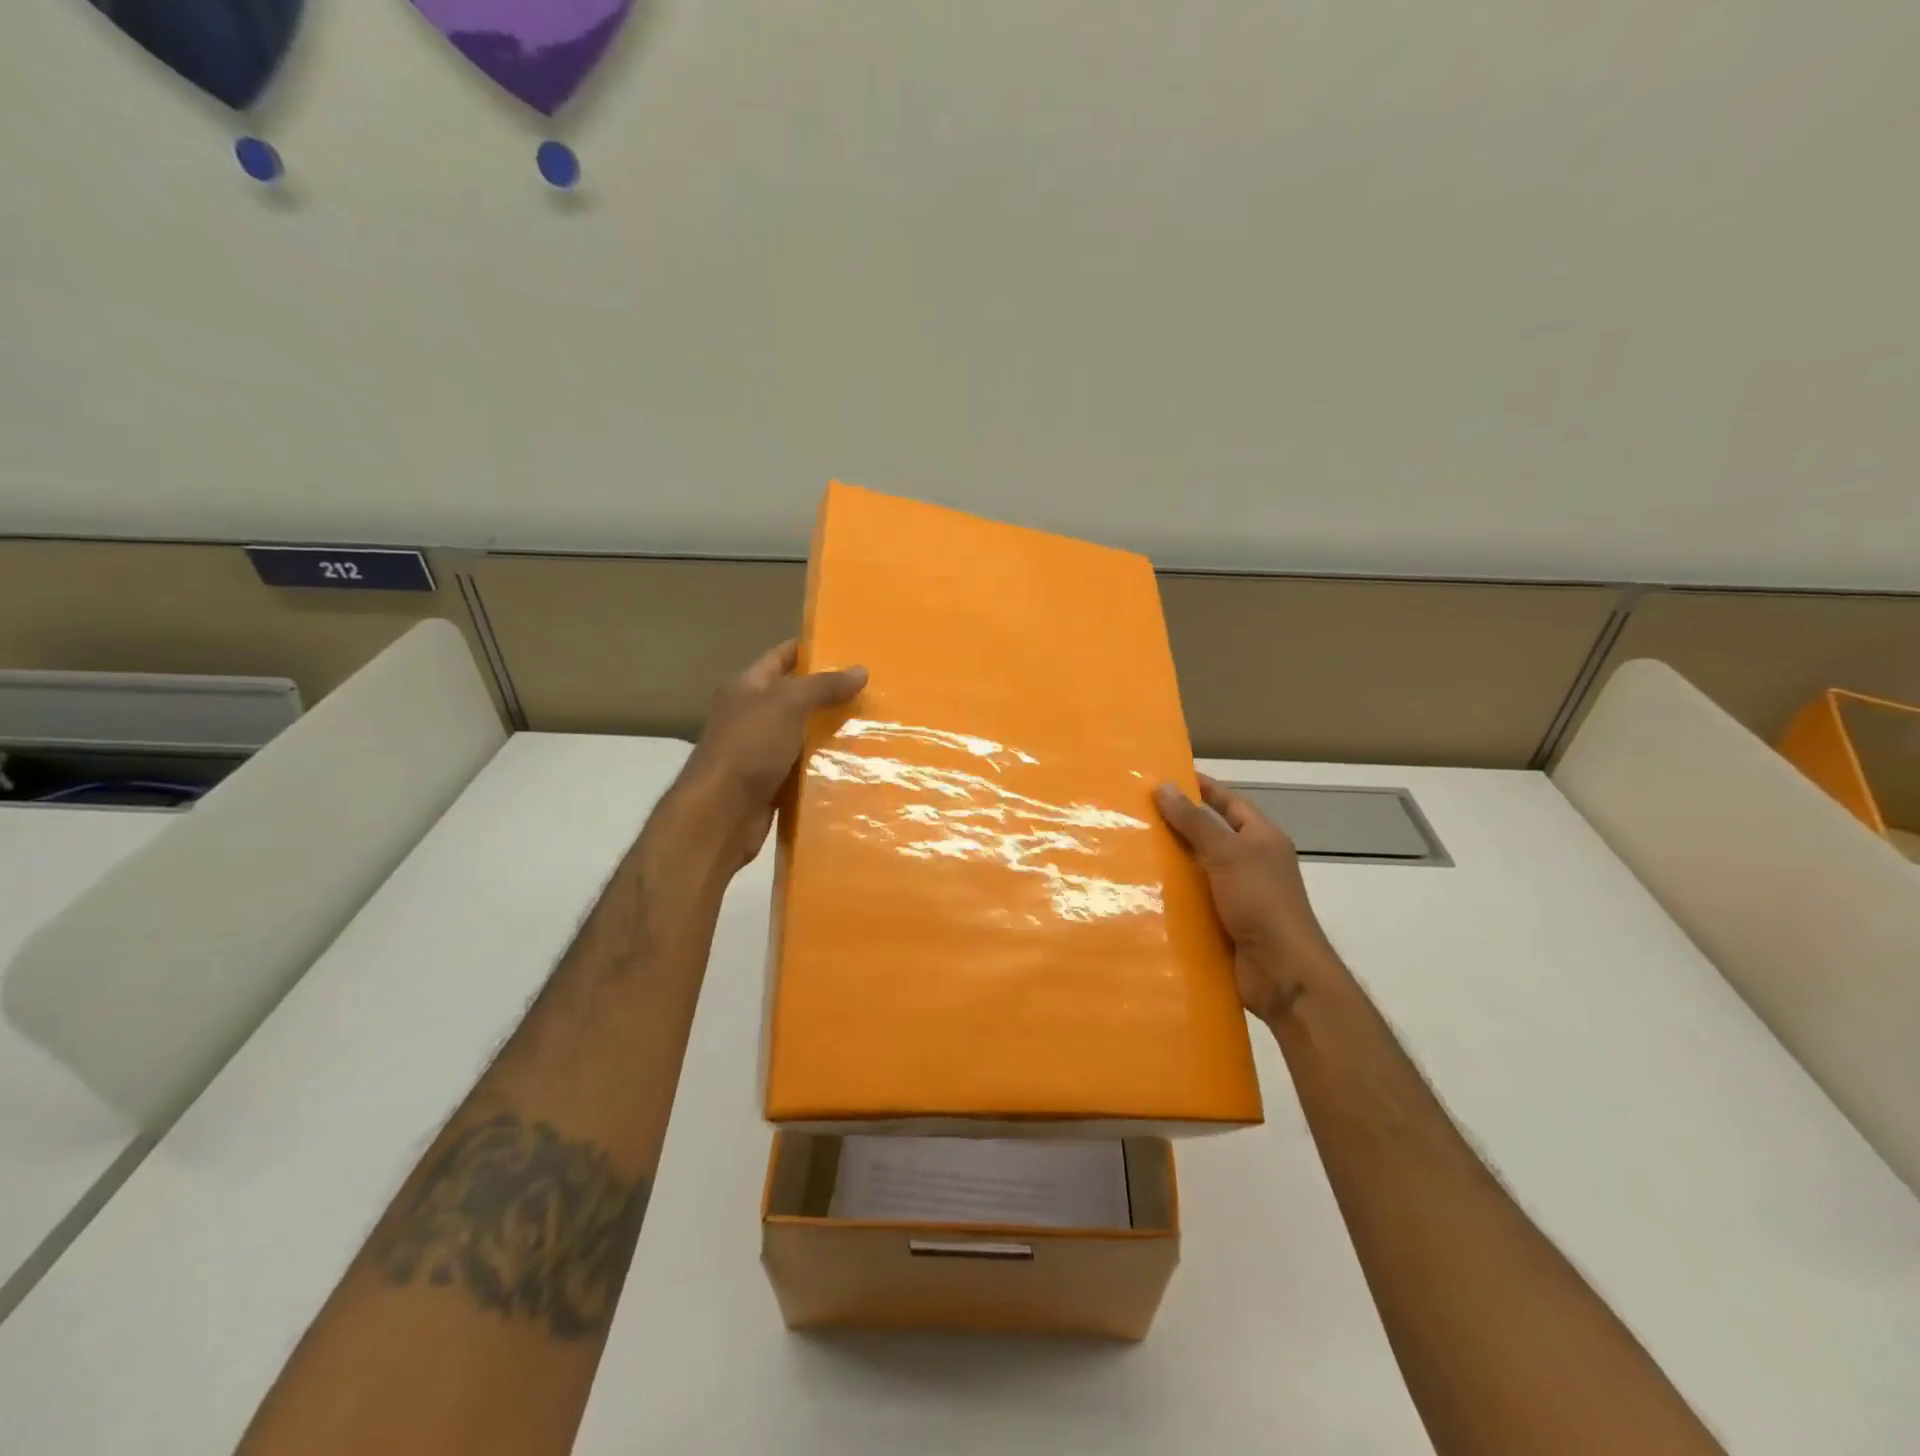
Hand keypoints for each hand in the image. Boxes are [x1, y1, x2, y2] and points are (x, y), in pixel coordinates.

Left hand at [678, 640, 867, 866]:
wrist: (721, 814)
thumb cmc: (749, 747)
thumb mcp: (787, 704)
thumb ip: (823, 686)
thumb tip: (861, 670)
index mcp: (746, 687)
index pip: (780, 657)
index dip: (809, 649)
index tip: (847, 647)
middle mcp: (751, 715)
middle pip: (795, 697)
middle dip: (829, 693)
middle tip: (872, 689)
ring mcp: (760, 751)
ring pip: (802, 734)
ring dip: (831, 731)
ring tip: (873, 724)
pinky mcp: (771, 783)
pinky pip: (804, 767)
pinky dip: (825, 764)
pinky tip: (856, 763)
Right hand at [1155, 774, 1343, 1023]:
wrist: (1282, 972)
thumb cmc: (1261, 902)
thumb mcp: (1228, 854)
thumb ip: (1196, 822)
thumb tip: (1164, 787)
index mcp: (1262, 840)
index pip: (1230, 803)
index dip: (1203, 788)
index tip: (1168, 778)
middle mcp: (1252, 864)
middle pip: (1212, 836)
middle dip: (1178, 826)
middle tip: (1137, 814)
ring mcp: (1239, 896)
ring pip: (1199, 870)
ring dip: (1172, 864)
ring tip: (1130, 851)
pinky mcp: (1225, 924)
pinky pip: (1195, 902)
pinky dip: (1173, 897)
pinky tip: (1143, 893)